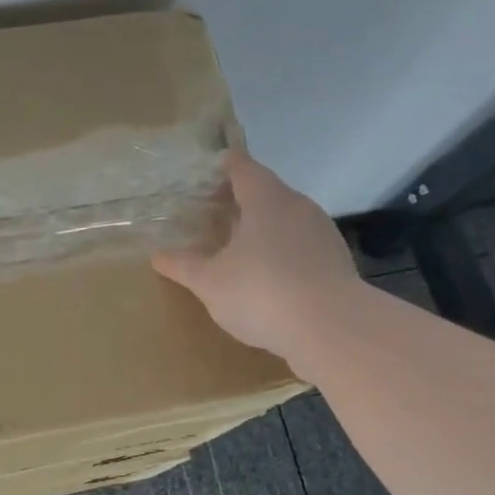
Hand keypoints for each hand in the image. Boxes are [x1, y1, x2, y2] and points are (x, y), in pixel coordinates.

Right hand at [152, 150, 359, 361]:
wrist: (333, 329)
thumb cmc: (262, 292)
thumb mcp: (210, 282)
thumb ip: (184, 266)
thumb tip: (157, 256)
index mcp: (266, 200)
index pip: (244, 168)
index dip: (227, 165)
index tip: (212, 167)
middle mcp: (298, 207)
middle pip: (268, 191)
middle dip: (243, 198)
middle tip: (217, 210)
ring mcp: (322, 233)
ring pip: (288, 218)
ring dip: (265, 226)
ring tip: (241, 244)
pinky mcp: (337, 262)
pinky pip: (302, 245)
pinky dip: (284, 250)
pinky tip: (270, 275)